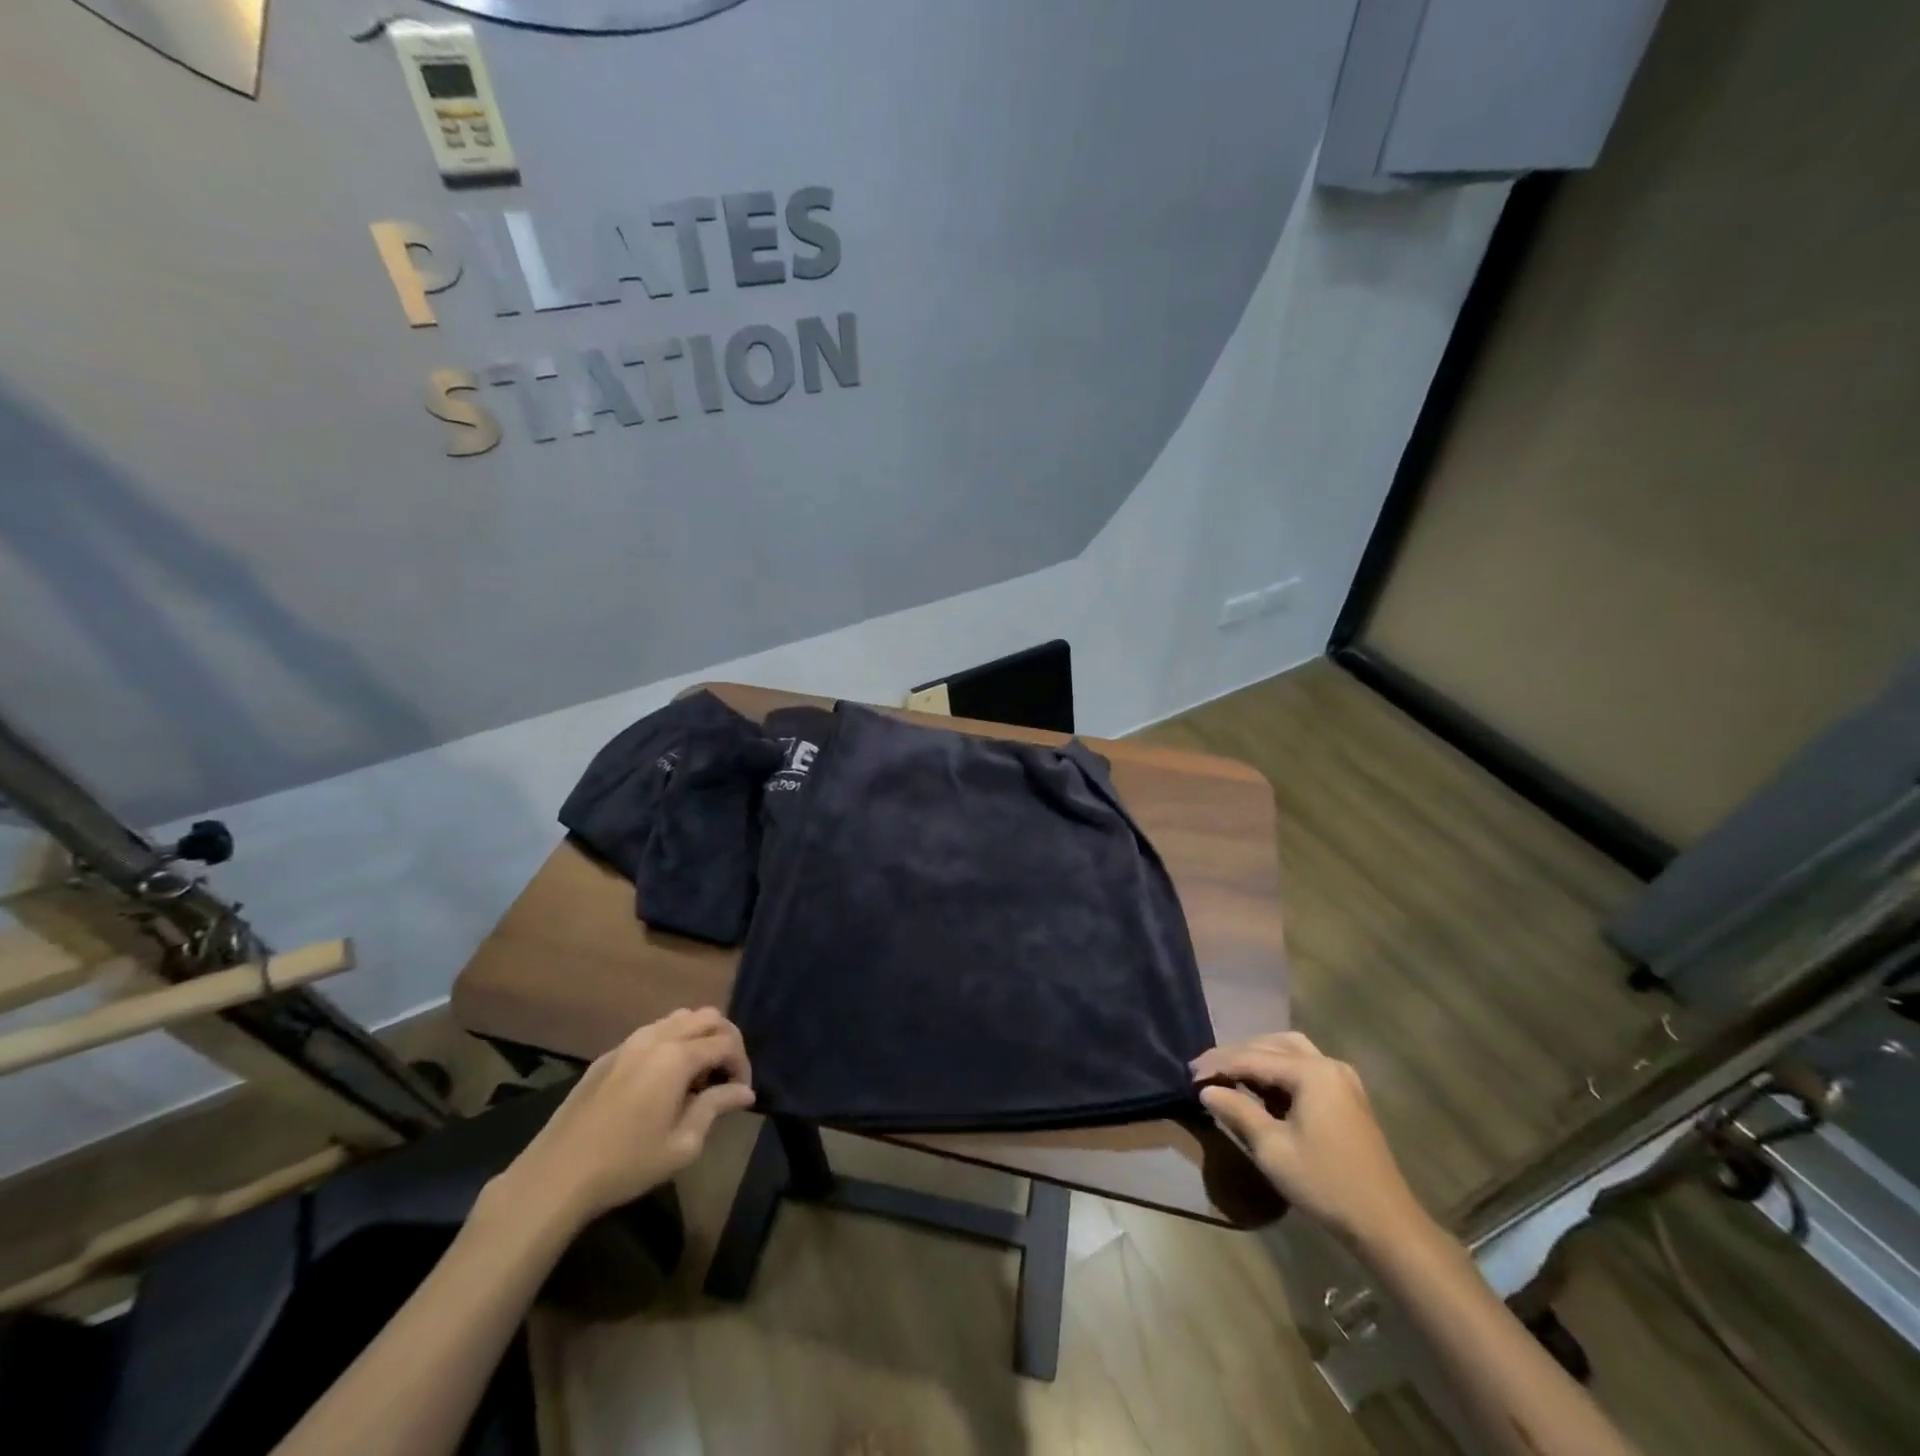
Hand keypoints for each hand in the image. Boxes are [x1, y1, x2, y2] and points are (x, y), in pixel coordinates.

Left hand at [492, 1008, 755, 1233]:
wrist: (556, 1176)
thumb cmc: (627, 1164)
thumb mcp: (682, 1144)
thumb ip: (716, 1107)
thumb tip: (744, 1092)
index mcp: (678, 1057)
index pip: (727, 1042)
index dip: (742, 1065)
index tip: (741, 1094)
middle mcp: (656, 1038)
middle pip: (707, 1017)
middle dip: (725, 1040)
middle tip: (725, 1076)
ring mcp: (629, 1043)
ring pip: (679, 1018)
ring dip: (698, 1037)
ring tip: (697, 1075)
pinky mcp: (608, 1055)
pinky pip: (652, 1032)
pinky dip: (671, 1042)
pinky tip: (663, 1079)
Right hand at [1193, 1031, 1427, 1252]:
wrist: (1386, 1225)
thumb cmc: (1325, 1184)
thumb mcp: (1272, 1149)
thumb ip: (1237, 1111)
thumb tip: (1207, 1090)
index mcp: (1311, 1072)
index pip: (1252, 1058)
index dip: (1218, 1065)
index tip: (1190, 1076)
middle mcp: (1328, 1064)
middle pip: (1271, 1045)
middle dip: (1236, 1055)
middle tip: (1205, 1071)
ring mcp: (1342, 1079)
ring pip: (1290, 1051)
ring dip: (1258, 1057)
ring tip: (1230, 1074)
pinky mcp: (1347, 1096)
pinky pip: (1305, 1067)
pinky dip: (1279, 1070)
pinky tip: (1262, 1088)